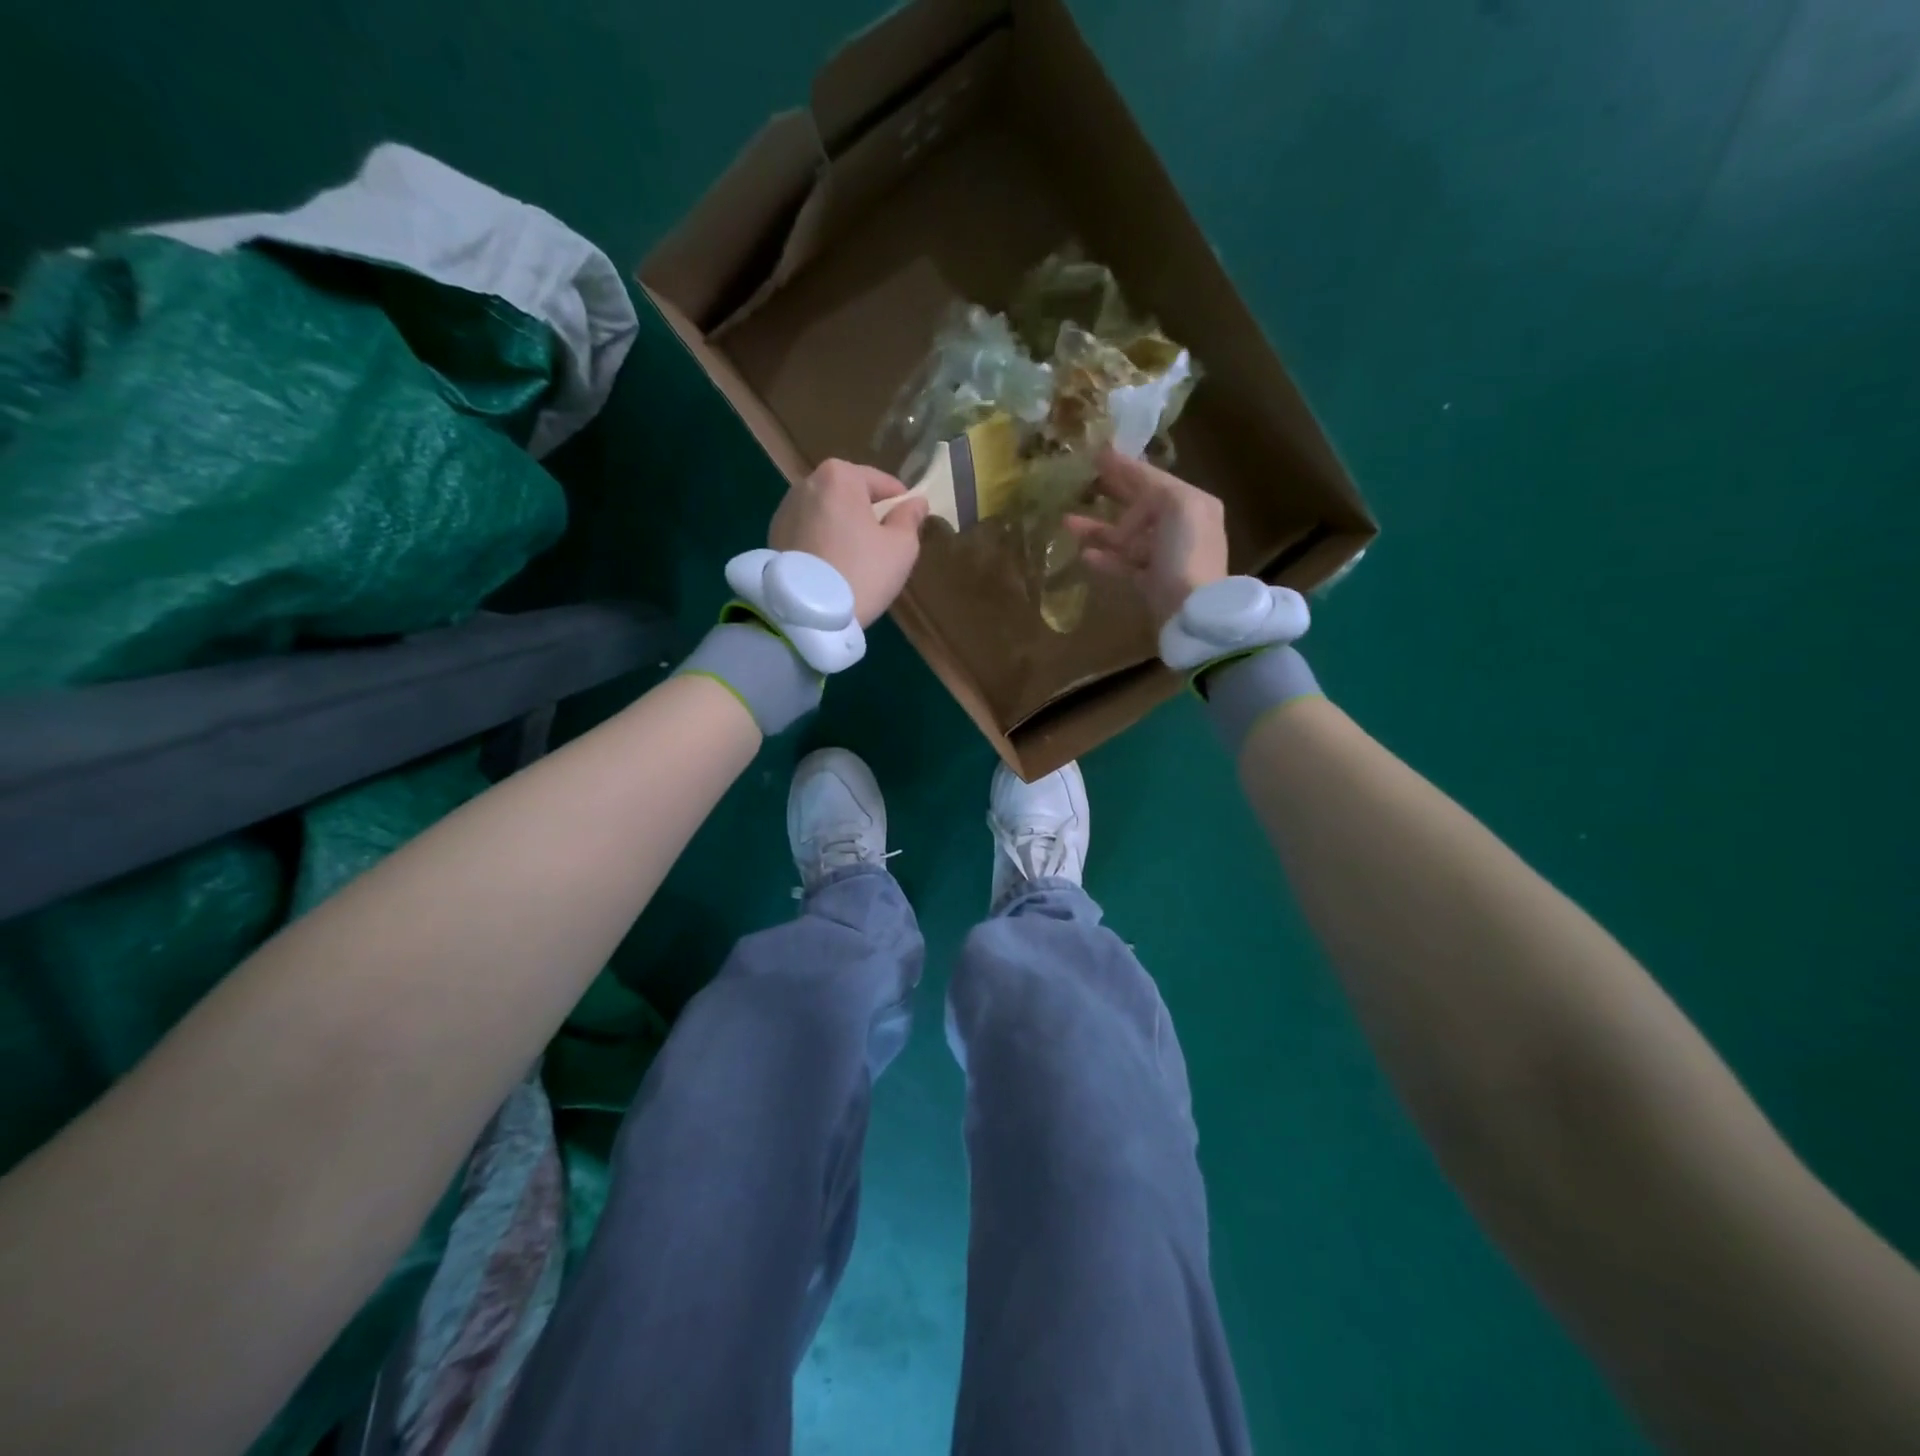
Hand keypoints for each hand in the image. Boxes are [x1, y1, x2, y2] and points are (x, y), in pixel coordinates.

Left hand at [770, 459, 929, 626]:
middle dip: (867, 514)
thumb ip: (910, 518)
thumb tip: (915, 502)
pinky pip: (809, 532)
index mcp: (840, 476)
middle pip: (850, 494)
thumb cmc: (862, 572)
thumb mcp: (901, 547)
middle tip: (883, 545)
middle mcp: (807, 483)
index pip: (881, 482)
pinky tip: (832, 567)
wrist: (806, 614)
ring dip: (842, 528)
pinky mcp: (773, 536)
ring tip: (856, 560)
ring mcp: (785, 509)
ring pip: (827, 513)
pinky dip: (822, 543)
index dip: (899, 503)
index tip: (909, 523)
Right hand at [1065, 449, 1228, 624]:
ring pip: (1127, 537)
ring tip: (1067, 522)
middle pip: (1140, 506)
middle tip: (1083, 483)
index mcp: (1192, 503)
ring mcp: (1166, 557)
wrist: (1193, 611)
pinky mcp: (1153, 583)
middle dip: (1111, 494)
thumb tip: (1126, 512)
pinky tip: (1084, 554)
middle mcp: (1181, 527)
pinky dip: (1105, 558)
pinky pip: (1124, 565)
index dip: (1124, 467)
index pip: (1153, 479)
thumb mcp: (1177, 506)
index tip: (1096, 454)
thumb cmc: (1186, 553)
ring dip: (1098, 529)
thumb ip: (1152, 491)